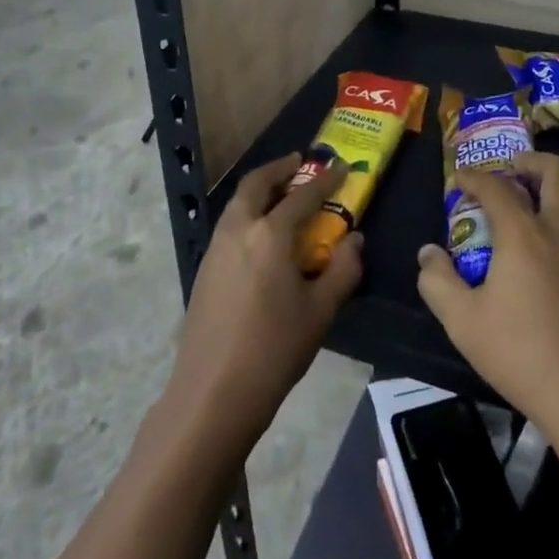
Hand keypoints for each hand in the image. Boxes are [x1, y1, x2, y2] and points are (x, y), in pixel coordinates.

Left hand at [165, 154, 362, 448]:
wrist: (212, 395)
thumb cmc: (273, 350)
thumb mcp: (320, 311)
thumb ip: (343, 269)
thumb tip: (354, 239)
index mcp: (269, 234)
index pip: (302, 195)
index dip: (325, 180)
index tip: (342, 167)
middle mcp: (238, 230)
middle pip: (256, 184)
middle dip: (279, 169)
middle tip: (299, 163)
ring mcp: (215, 248)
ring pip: (238, 203)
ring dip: (261, 190)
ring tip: (282, 194)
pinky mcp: (204, 269)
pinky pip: (230, 225)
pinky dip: (248, 213)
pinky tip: (262, 236)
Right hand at [417, 151, 558, 445]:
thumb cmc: (525, 356)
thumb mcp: (464, 324)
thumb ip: (438, 283)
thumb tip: (428, 253)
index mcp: (524, 234)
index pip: (496, 187)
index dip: (474, 177)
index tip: (461, 178)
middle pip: (557, 172)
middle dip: (532, 162)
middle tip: (514, 171)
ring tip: (545, 212)